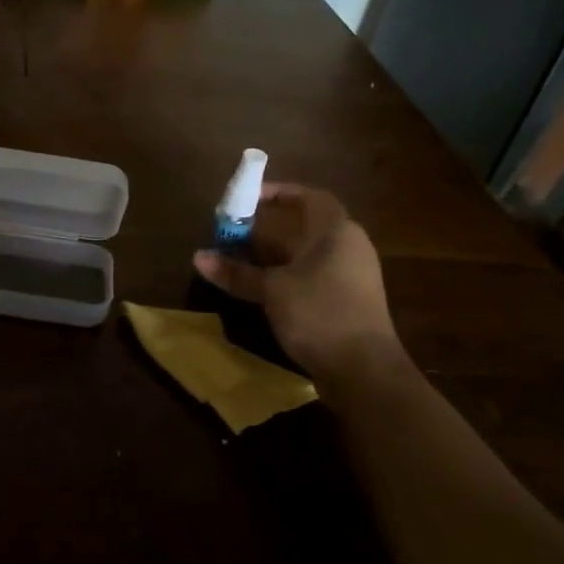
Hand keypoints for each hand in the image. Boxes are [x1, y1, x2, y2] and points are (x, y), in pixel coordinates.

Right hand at [194, 183, 402, 382]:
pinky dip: (290, 276)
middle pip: (308, 227)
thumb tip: (198, 257)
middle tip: (237, 233)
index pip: (311, 197)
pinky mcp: (350, 302)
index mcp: (337, 231)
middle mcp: (350, 247)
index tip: (249, 198)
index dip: (281, 193)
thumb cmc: (318, 313)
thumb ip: (237, 272)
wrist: (364, 370)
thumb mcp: (272, 290)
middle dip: (271, 228)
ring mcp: (353, 276)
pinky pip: (315, 276)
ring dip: (278, 255)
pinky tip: (266, 290)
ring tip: (244, 261)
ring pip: (310, 255)